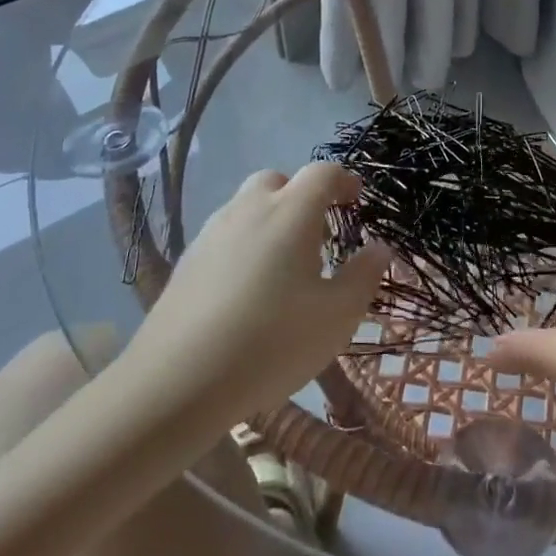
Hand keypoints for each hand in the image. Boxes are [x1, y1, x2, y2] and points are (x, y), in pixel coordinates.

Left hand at [123, 163, 390, 426]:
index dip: (344, 180)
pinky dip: (244, 245)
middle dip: (302, 197)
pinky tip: (248, 290)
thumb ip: (364, 276)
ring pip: (247, 207)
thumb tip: (378, 248)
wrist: (176, 382)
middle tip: (318, 235)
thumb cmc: (272, 342)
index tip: (356, 200)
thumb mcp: (337, 316)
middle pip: (278, 181)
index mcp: (290, 212)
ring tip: (284, 266)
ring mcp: (212, 232)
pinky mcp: (187, 261)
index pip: (322, 173)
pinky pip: (225, 236)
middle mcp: (249, 209)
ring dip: (271, 220)